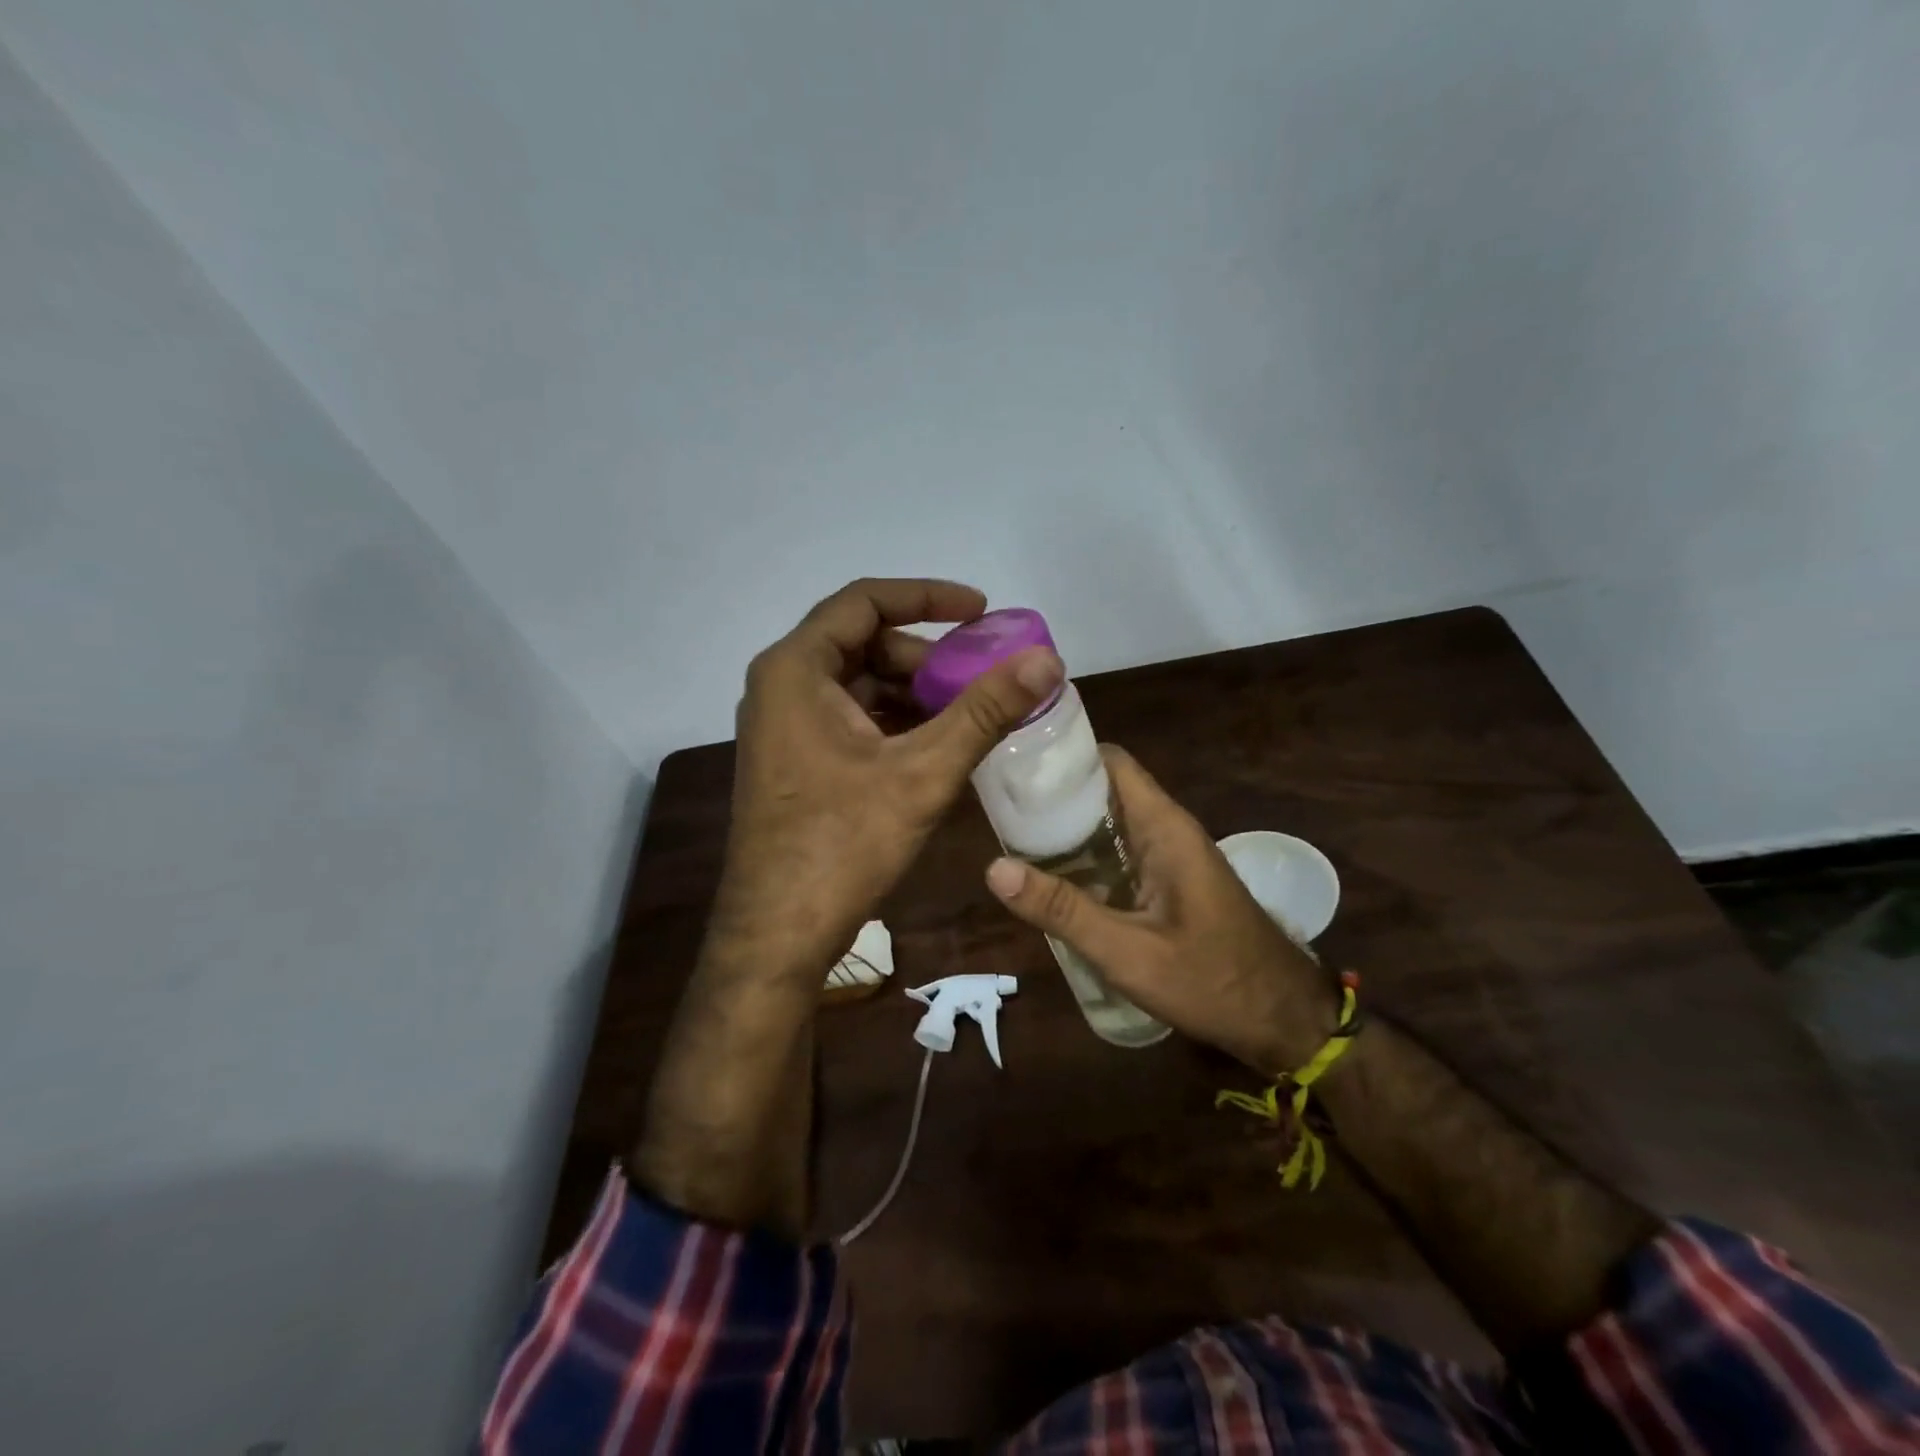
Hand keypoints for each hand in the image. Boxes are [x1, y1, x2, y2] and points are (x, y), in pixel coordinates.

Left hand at [709, 578, 1062, 979]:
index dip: (927, 598)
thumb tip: (1047, 659)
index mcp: (796, 669)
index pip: (864, 602)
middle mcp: (780, 686)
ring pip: (857, 685)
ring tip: (968, 716)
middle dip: (925, 657)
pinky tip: (934, 748)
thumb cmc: (843, 843)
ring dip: (913, 693)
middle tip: (980, 678)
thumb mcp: (923, 771)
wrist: (778, 933)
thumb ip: (985, 710)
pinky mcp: (793, 760)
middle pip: (862, 644)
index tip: (981, 612)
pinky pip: (848, 719)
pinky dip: (893, 723)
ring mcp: (782, 726)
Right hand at [985, 746, 1334, 1071]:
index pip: (1108, 761)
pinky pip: (1119, 851)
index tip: (1013, 763)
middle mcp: (1166, 829)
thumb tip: (994, 868)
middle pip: (1102, 789)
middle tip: (997, 807)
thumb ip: (1063, 910)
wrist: (1284, 1020)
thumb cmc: (1212, 981)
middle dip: (1053, 794)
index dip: (1062, 755)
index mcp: (1163, 826)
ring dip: (1066, 827)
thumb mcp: (1128, 952)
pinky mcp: (1169, 881)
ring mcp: (1170, 856)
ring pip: (1109, 822)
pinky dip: (1085, 856)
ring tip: (1009, 838)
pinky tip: (1051, 879)